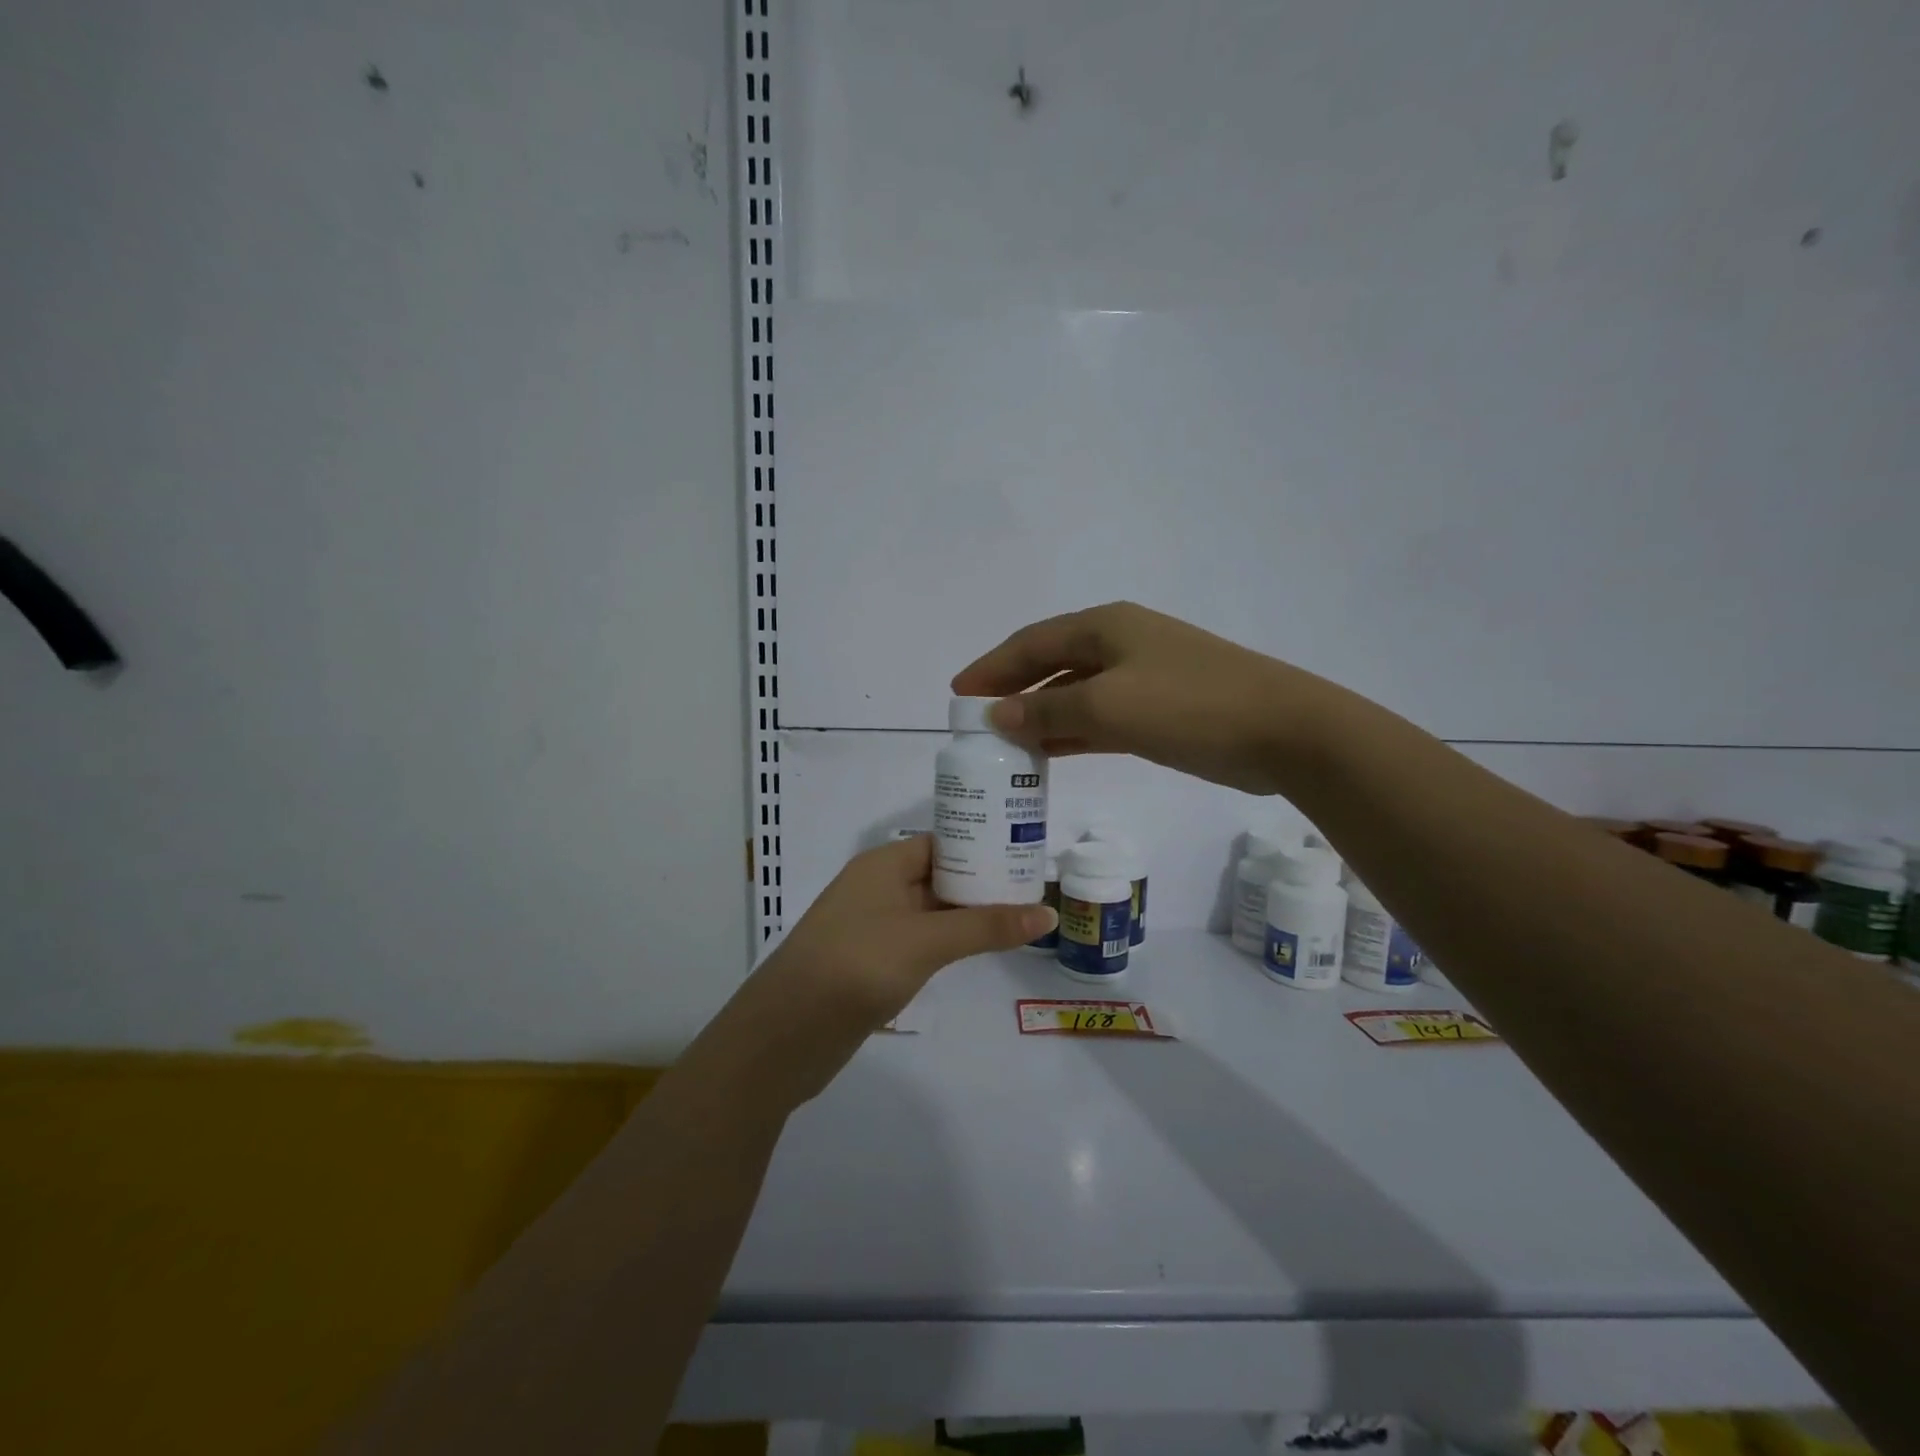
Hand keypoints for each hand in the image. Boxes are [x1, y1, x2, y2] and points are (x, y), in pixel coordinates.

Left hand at [730, 836, 1056, 1105]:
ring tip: (1019, 916)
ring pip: (930, 911)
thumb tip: (1049, 912)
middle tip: (1034, 888)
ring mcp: (873, 927)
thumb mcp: (926, 940)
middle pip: (938, 875)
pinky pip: (919, 941)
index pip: (942, 841)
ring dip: (968, 914)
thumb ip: (986, 925)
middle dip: (982, 881)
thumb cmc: (857, 965)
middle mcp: (877, 887)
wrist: (785, 1034)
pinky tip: (979, 950)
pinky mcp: (872, 963)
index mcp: (883, 864)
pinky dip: (949, 941)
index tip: (1025, 853)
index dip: (982, 844)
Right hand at [952, 601, 1322, 795]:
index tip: (958, 694)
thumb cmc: (1190, 706)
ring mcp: (1144, 677)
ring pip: (1075, 693)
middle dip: (1013, 690)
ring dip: (1041, 714)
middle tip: (977, 721)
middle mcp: (1121, 644)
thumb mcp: (1109, 707)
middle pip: (1051, 664)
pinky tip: (1051, 752)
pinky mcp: (1161, 709)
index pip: (1032, 643)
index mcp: (1105, 628)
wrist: (1284, 730)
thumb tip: (998, 715)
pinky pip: (1101, 717)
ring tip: (1005, 742)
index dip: (992, 667)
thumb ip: (1048, 710)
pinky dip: (1073, 732)